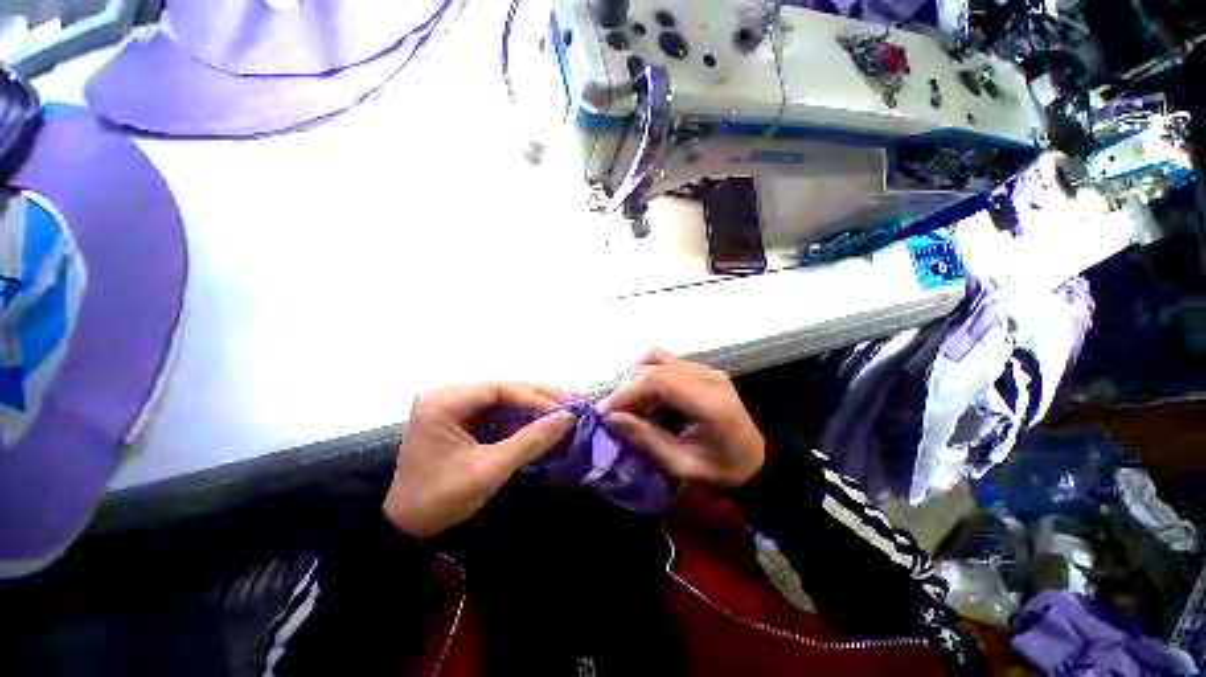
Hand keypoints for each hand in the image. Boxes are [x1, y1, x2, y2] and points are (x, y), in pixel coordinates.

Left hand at [383, 381, 575, 537]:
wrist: (406, 526)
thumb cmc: (440, 499)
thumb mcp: (488, 471)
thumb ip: (530, 441)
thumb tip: (568, 419)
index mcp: (443, 402)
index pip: (497, 387)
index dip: (534, 396)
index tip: (563, 410)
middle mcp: (447, 393)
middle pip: (502, 385)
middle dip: (539, 394)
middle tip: (571, 401)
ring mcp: (454, 402)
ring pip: (503, 393)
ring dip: (534, 401)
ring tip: (563, 406)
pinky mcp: (462, 414)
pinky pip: (498, 406)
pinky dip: (522, 412)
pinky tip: (543, 416)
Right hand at [600, 349, 764, 487]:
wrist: (756, 460)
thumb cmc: (721, 469)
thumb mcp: (681, 465)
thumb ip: (645, 438)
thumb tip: (610, 417)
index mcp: (708, 402)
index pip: (658, 380)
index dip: (626, 392)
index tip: (605, 412)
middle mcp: (707, 376)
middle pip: (654, 364)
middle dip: (629, 387)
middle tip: (620, 414)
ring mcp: (706, 369)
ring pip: (657, 358)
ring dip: (639, 379)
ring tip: (637, 406)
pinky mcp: (702, 370)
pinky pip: (666, 364)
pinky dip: (651, 379)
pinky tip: (654, 402)